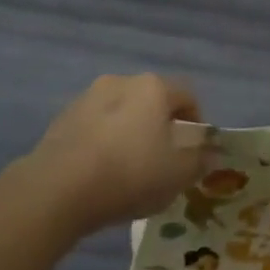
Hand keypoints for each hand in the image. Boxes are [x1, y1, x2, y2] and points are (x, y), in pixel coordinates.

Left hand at [25, 75, 206, 235]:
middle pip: (151, 100)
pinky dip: (104, 140)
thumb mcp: (176, 176)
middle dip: (161, 125)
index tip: (195, 148)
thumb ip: (199, 161)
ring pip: (121, 111)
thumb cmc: (129, 174)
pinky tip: (101, 171)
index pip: (186, 94)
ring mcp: (88, 96)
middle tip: (163, 159)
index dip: (196, 120)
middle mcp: (121, 81)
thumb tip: (211, 153)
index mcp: (153, 88)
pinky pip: (95, 125)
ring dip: (130, 131)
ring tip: (130, 168)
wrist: (58, 188)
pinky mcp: (63, 117)